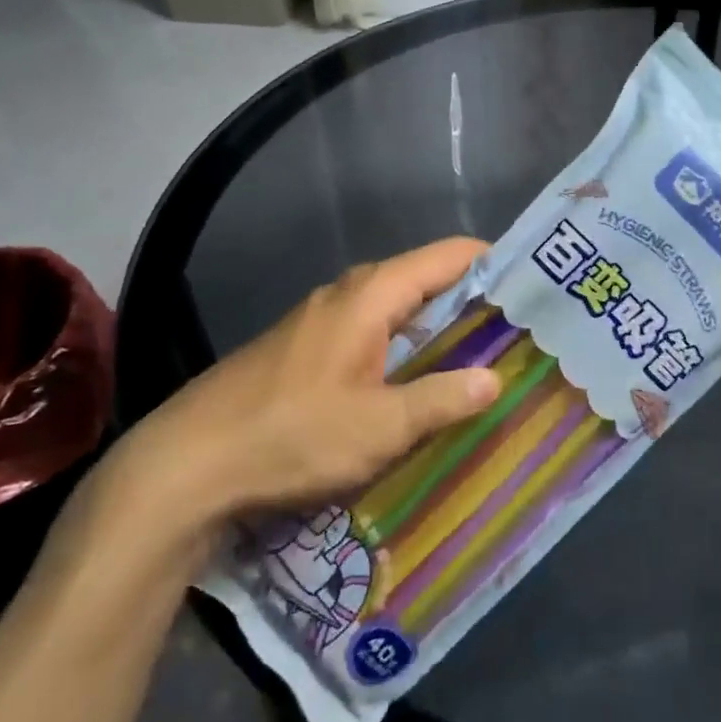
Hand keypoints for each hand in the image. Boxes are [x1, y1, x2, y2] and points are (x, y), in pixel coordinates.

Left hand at [92, 239, 500, 555]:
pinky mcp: (306, 350)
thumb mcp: (379, 427)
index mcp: (372, 294)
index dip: (495, 262)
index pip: (450, 255)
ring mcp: (323, 321)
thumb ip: (442, 399)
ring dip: (439, 331)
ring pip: (399, 311)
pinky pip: (373, 335)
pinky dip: (406, 350)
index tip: (534, 286)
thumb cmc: (290, 435)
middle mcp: (349, 294)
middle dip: (474, 302)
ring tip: (482, 360)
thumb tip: (495, 379)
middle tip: (519, 332)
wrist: (186, 466)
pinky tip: (419, 387)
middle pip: (427, 281)